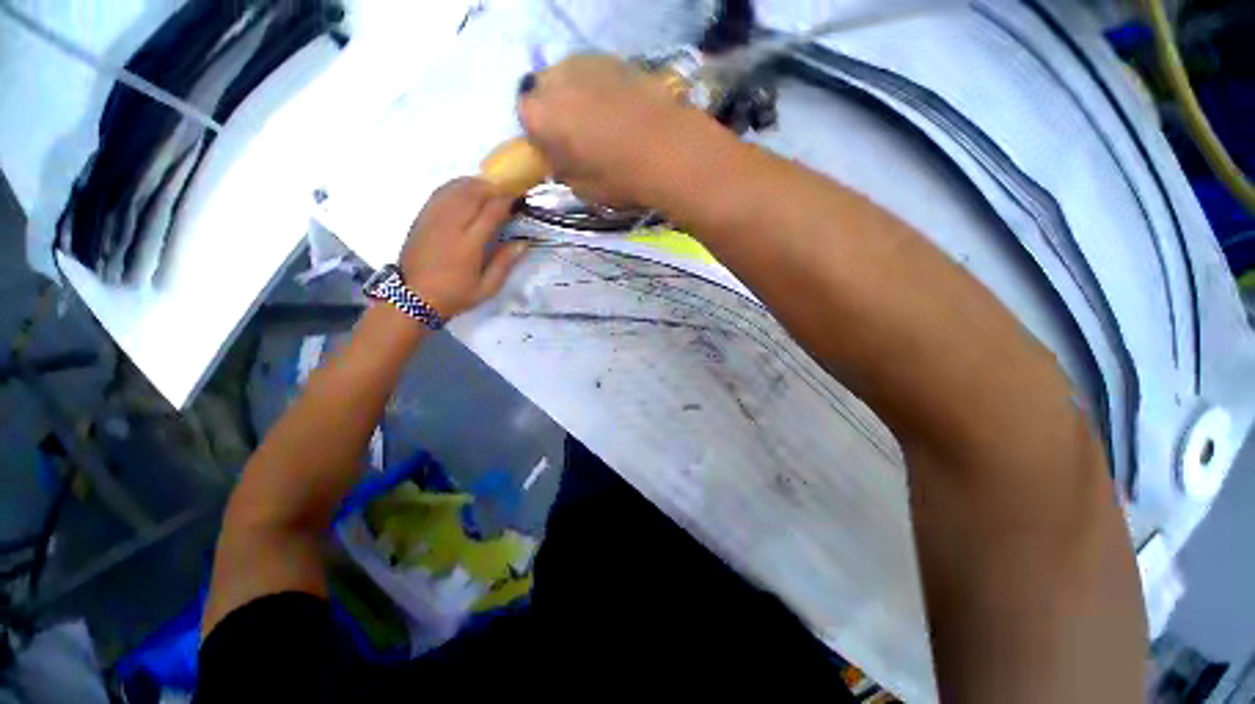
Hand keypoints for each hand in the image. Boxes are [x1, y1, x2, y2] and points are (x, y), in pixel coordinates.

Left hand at [398, 178, 527, 319]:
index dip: (506, 200)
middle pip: (472, 193)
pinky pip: (440, 193)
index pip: (491, 212)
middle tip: (506, 187)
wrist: (413, 297)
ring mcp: (433, 219)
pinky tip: (465, 189)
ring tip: (489, 186)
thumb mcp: (487, 288)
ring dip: (474, 183)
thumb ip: (504, 263)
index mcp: (469, 245)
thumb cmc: (455, 295)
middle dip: (491, 186)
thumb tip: (523, 243)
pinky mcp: (422, 218)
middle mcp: (450, 226)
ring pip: (455, 189)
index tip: (518, 195)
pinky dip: (456, 186)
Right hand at [517, 54, 718, 205]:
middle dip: (555, 111)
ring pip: (570, 77)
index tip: (556, 150)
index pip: (525, 116)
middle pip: (545, 90)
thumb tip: (561, 159)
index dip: (540, 134)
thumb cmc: (619, 178)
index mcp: (541, 114)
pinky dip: (601, 89)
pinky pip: (597, 73)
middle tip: (578, 137)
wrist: (669, 151)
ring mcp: (588, 62)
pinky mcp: (617, 59)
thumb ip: (563, 169)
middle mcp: (557, 79)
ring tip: (602, 123)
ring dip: (578, 96)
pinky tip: (620, 111)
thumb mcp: (582, 189)